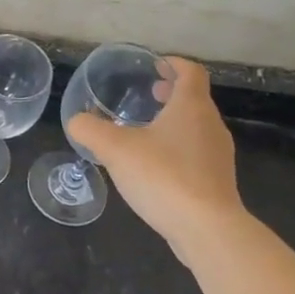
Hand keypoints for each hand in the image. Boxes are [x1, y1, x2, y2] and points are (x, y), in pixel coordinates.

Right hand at [65, 58, 244, 257]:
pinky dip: (178, 148)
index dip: (174, 64)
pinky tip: (155, 167)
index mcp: (191, 107)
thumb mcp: (115, 149)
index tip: (156, 65)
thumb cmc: (163, 176)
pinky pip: (197, 154)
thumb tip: (76, 121)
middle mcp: (211, 125)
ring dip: (174, 122)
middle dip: (171, 94)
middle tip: (147, 95)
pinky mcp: (217, 182)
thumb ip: (90, 130)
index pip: (191, 72)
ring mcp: (218, 155)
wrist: (207, 229)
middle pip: (195, 99)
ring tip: (146, 131)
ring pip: (196, 127)